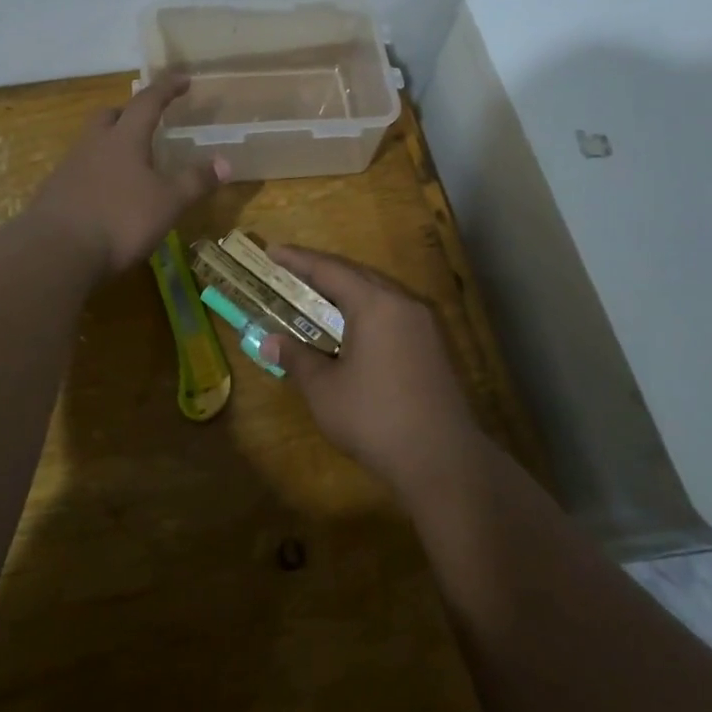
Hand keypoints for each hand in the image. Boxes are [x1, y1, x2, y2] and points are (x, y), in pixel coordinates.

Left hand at [24, 73, 229, 276]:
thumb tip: (226, 162)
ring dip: (111, 145)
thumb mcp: (167, 203)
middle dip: (128, 113)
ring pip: (92, 143)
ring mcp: (69, 168)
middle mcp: (94, 144)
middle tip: (146, 122)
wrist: (55, 252)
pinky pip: (80, 171)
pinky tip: (107, 194)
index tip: (182, 79)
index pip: (147, 102)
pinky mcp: (54, 193)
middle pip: (109, 116)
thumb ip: (195, 181)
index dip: (167, 88)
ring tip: (130, 163)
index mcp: (124, 139)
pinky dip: (97, 173)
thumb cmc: (120, 220)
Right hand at [261, 247, 484, 498]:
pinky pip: (392, 312)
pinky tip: (351, 328)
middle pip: (357, 275)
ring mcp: (423, 324)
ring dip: (346, 290)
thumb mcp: (324, 389)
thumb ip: (297, 358)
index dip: (298, 260)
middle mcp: (402, 303)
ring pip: (378, 292)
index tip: (272, 252)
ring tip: (316, 296)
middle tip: (289, 272)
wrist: (442, 459)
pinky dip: (365, 310)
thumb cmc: (374, 418)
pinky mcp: (433, 346)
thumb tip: (270, 342)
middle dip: (322, 271)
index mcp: (375, 304)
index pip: (329, 270)